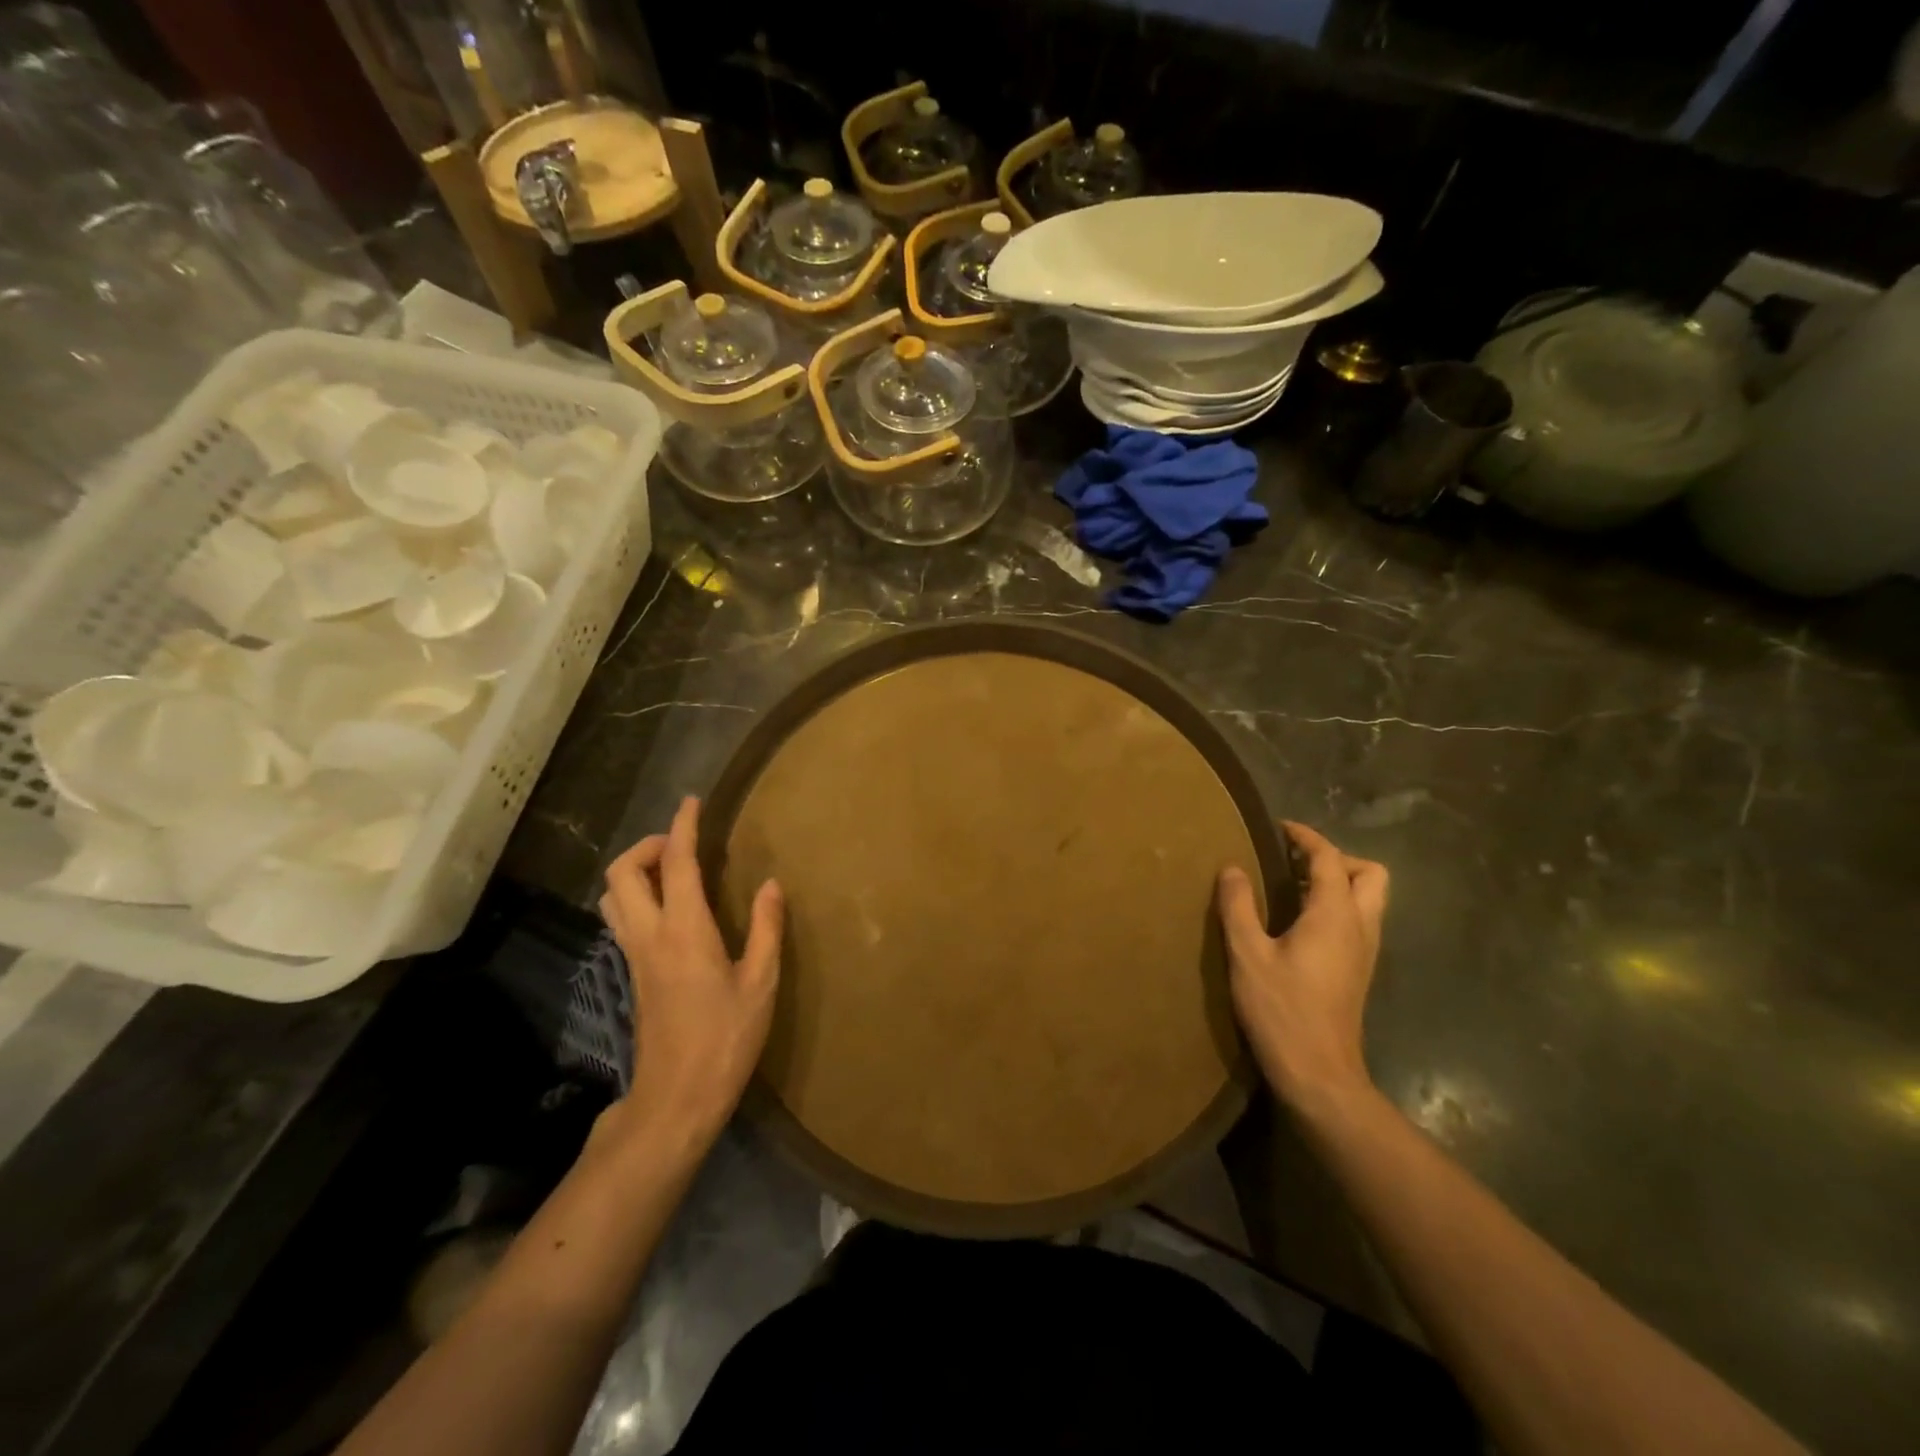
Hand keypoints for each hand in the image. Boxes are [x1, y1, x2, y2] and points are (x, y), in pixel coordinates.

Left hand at [599, 796, 783, 1141]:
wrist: (676, 1100)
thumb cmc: (725, 1040)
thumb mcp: (761, 984)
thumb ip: (767, 929)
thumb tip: (771, 885)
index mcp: (685, 931)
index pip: (677, 864)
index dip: (684, 827)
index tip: (694, 802)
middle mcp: (650, 935)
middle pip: (623, 873)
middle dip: (649, 845)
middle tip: (683, 844)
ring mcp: (636, 956)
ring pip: (614, 896)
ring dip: (637, 871)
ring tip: (675, 871)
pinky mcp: (635, 975)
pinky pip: (624, 918)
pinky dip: (639, 896)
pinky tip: (673, 909)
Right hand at [1217, 821, 1388, 1115]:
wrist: (1319, 1074)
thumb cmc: (1282, 1010)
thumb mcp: (1247, 954)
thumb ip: (1238, 906)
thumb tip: (1232, 868)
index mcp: (1335, 915)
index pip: (1329, 858)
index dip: (1306, 837)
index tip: (1279, 827)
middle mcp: (1360, 927)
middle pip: (1370, 874)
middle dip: (1336, 858)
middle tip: (1295, 862)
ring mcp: (1364, 952)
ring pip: (1368, 899)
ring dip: (1338, 882)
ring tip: (1292, 888)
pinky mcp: (1358, 971)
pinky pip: (1357, 920)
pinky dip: (1335, 906)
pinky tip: (1298, 923)